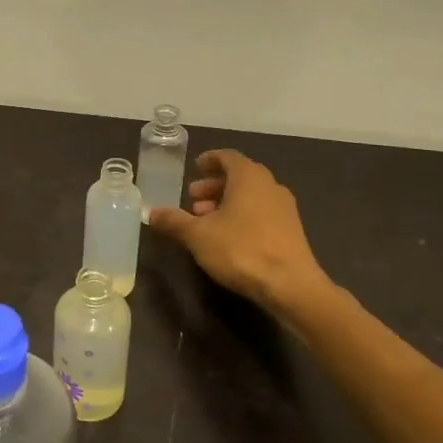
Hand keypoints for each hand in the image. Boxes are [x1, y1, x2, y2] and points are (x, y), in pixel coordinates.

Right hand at [147, 150, 328, 313]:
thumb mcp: (198, 236)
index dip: (209, 160)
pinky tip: (228, 237)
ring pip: (251, 196)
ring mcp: (284, 208)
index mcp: (248, 176)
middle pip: (239, 176)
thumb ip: (174, 221)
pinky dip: (243, 216)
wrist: (291, 285)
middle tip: (193, 199)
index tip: (195, 168)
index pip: (227, 157)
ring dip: (227, 203)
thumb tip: (151, 213)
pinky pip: (262, 212)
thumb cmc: (241, 250)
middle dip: (214, 186)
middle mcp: (270, 185)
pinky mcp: (291, 230)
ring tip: (206, 220)